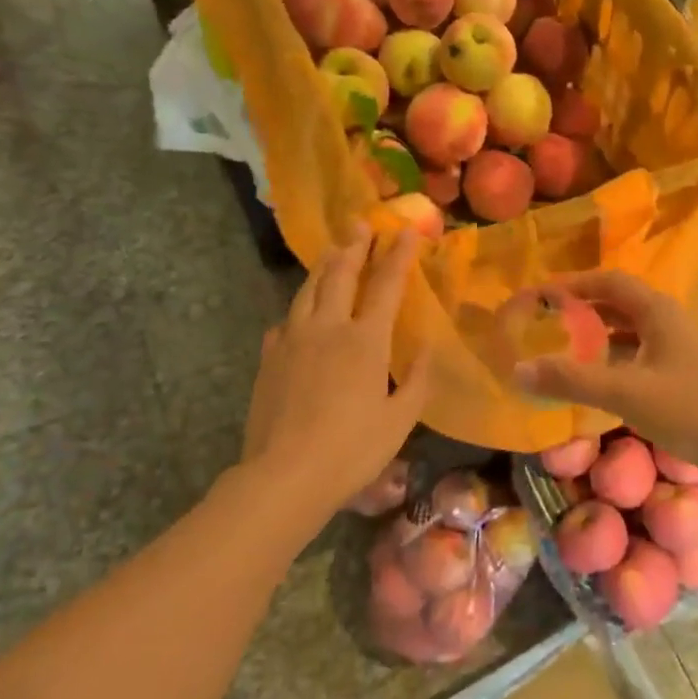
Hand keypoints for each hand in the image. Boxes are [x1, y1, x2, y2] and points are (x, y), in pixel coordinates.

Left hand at [239, 226, 427, 519]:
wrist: (284, 475)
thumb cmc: (352, 449)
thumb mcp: (400, 420)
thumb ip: (417, 380)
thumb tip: (427, 349)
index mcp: (366, 341)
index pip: (387, 285)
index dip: (399, 255)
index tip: (408, 230)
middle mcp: (328, 328)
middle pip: (341, 274)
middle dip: (355, 245)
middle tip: (362, 223)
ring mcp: (293, 340)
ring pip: (308, 289)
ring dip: (324, 265)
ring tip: (333, 250)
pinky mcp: (270, 358)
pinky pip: (286, 321)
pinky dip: (299, 308)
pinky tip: (301, 313)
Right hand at [513, 270, 697, 473]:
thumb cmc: (687, 409)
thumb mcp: (624, 392)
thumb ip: (571, 380)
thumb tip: (518, 369)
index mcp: (655, 311)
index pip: (607, 282)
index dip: (572, 284)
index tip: (539, 295)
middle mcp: (665, 320)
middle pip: (617, 302)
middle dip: (580, 307)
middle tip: (544, 319)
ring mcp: (674, 346)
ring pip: (627, 328)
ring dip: (596, 332)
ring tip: (561, 345)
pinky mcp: (678, 371)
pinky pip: (636, 351)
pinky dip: (611, 355)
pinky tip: (594, 376)